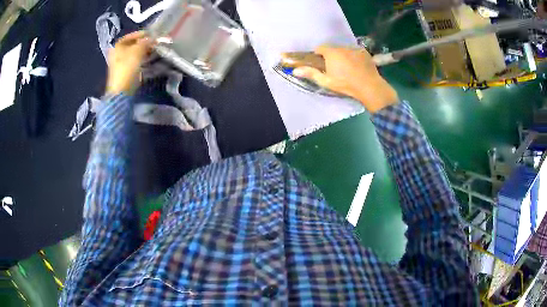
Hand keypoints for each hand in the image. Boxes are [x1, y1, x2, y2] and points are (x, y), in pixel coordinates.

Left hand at [106, 31, 154, 94]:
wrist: (121, 89)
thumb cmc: (128, 66)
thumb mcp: (139, 49)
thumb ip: (146, 41)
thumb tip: (153, 38)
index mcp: (117, 45)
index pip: (132, 35)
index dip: (143, 34)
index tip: (153, 36)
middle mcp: (117, 52)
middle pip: (133, 44)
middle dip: (144, 44)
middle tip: (154, 44)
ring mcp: (119, 63)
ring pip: (134, 53)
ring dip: (144, 52)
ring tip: (153, 52)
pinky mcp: (123, 71)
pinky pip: (133, 61)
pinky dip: (141, 59)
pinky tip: (148, 60)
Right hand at [292, 45, 397, 112]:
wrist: (369, 87)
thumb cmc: (346, 84)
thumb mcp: (326, 81)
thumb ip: (311, 73)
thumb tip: (295, 70)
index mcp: (331, 53)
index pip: (320, 48)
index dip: (319, 54)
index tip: (321, 63)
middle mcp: (342, 47)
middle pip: (333, 49)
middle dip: (332, 56)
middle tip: (334, 68)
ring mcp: (355, 49)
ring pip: (345, 50)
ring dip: (343, 56)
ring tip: (348, 69)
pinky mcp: (365, 53)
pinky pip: (356, 52)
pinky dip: (354, 57)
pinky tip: (357, 67)